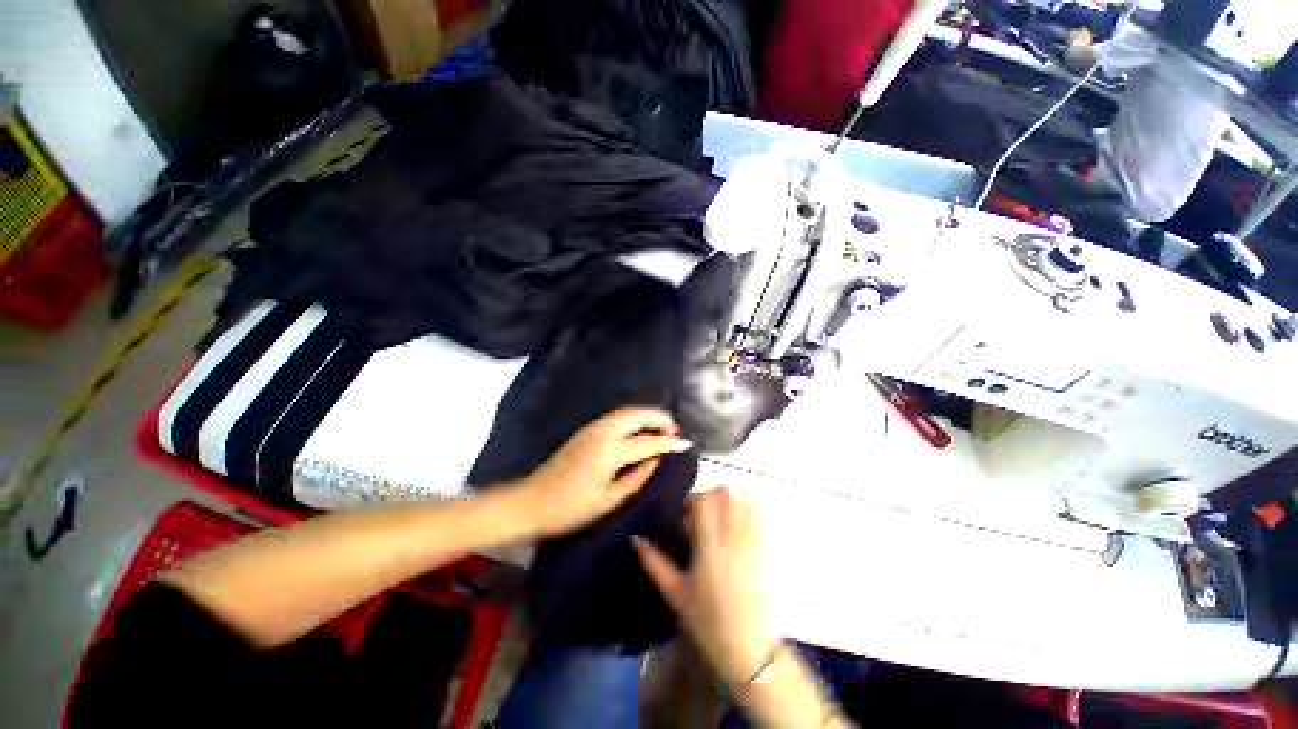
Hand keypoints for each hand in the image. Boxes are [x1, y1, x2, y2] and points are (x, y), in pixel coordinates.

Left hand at [511, 408, 691, 538]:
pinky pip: (616, 417)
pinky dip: (633, 418)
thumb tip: (655, 460)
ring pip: (626, 412)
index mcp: (609, 452)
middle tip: (674, 429)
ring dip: (646, 415)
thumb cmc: (570, 509)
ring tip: (662, 427)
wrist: (531, 501)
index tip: (684, 443)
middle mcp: (602, 432)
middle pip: (636, 415)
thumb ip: (636, 477)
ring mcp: (592, 428)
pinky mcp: (586, 430)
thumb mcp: (609, 500)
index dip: (668, 442)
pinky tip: (639, 429)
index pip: (646, 442)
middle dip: (658, 418)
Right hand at [634, 488, 778, 689]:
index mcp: (709, 548)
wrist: (748, 650)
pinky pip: (758, 516)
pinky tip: (735, 524)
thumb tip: (635, 538)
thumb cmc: (707, 622)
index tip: (684, 515)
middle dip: (709, 496)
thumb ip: (654, 562)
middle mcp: (732, 539)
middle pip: (725, 494)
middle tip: (700, 514)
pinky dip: (745, 509)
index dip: (692, 500)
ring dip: (728, 500)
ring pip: (743, 501)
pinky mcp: (763, 550)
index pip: (704, 502)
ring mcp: (751, 543)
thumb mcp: (675, 593)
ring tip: (717, 517)